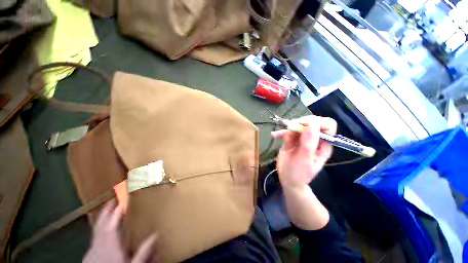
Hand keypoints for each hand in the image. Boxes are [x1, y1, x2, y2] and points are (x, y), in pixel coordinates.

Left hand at [83, 200, 156, 262]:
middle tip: (112, 199)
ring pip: (96, 231)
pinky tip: (101, 229)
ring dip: (102, 219)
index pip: (112, 225)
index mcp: (110, 247)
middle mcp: (99, 246)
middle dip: (106, 211)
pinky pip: (94, 238)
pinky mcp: (89, 255)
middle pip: (101, 225)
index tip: (123, 201)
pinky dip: (98, 229)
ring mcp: (92, 251)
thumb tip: (156, 235)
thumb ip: (143, 252)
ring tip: (107, 211)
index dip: (117, 212)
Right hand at [271, 115, 336, 189]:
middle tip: (291, 129)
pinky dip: (280, 132)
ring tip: (281, 135)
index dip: (318, 122)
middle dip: (301, 123)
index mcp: (323, 144)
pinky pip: (287, 132)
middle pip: (311, 122)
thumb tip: (312, 122)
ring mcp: (301, 139)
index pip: (327, 125)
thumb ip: (309, 141)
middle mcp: (314, 139)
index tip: (305, 125)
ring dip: (289, 128)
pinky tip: (274, 135)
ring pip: (298, 125)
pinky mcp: (291, 140)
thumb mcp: (305, 158)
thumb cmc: (299, 173)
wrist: (288, 180)